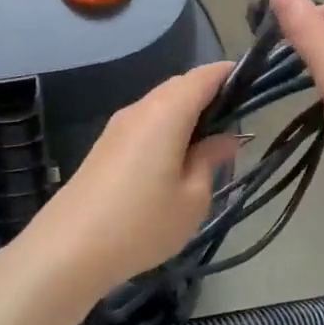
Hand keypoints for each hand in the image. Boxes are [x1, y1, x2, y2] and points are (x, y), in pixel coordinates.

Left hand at [10, 62, 237, 301]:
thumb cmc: (142, 223)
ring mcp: (117, 127)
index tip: (254, 87)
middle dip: (210, 97)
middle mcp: (140, 109)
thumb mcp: (192, 198)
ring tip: (210, 147)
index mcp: (166, 112)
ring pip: (160, 106)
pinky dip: (167, 131)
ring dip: (187, 116)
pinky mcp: (105, 147)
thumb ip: (210, 160)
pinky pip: (144, 125)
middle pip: (180, 88)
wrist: (69, 249)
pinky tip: (176, 161)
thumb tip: (224, 138)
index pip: (203, 76)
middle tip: (236, 125)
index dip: (230, 75)